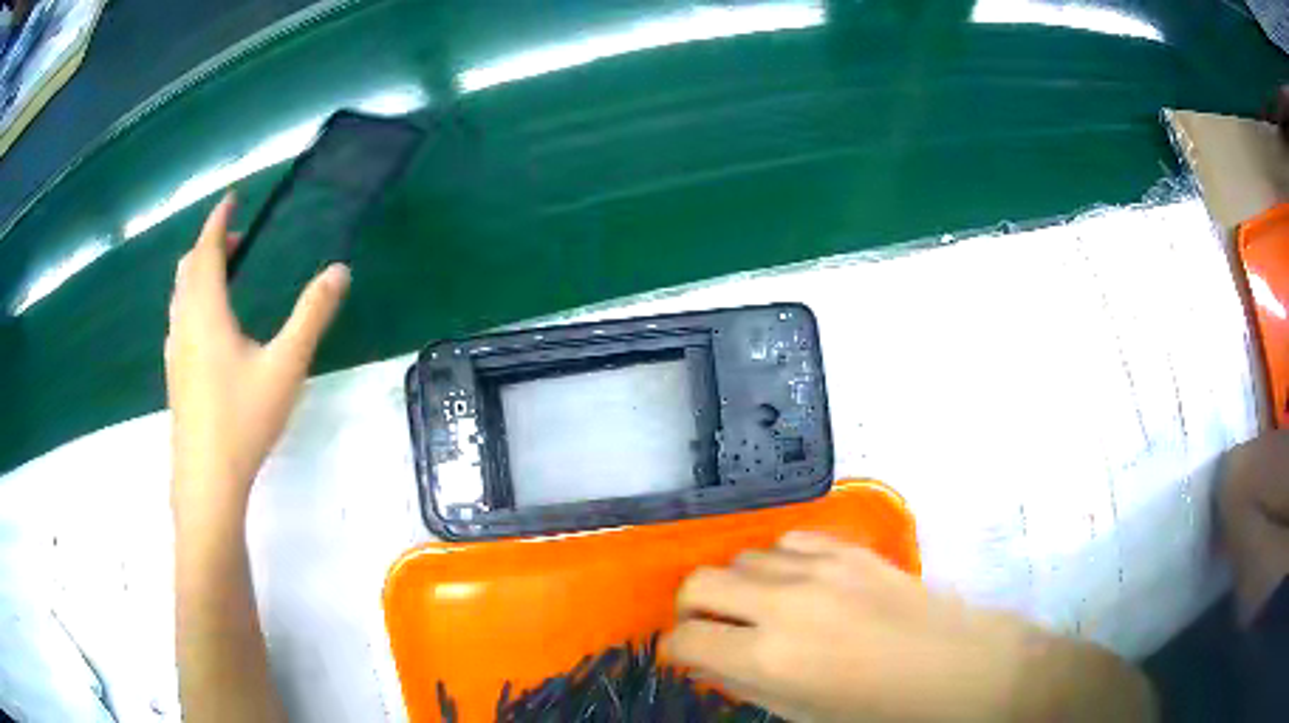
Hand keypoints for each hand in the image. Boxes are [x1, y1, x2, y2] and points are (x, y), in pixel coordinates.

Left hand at [166, 193, 349, 521]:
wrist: (207, 480)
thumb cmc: (243, 419)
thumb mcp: (286, 365)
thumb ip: (312, 315)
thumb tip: (340, 270)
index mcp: (206, 311)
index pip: (206, 249)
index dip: (218, 219)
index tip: (231, 198)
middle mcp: (184, 323)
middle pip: (188, 269)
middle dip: (208, 245)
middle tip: (235, 240)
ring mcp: (175, 351)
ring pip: (179, 296)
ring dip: (198, 273)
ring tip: (223, 275)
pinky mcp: (175, 375)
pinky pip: (179, 320)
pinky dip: (192, 301)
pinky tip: (210, 326)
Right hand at [665, 532, 1153, 722]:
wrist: (955, 666)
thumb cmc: (877, 707)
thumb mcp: (801, 712)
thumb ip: (745, 684)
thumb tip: (709, 662)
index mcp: (768, 657)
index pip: (685, 639)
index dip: (677, 649)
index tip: (687, 656)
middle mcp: (781, 604)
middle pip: (698, 583)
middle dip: (694, 608)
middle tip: (713, 627)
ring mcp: (816, 569)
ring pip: (741, 557)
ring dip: (737, 584)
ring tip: (761, 607)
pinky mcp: (847, 549)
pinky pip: (788, 541)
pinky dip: (778, 562)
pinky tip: (798, 583)